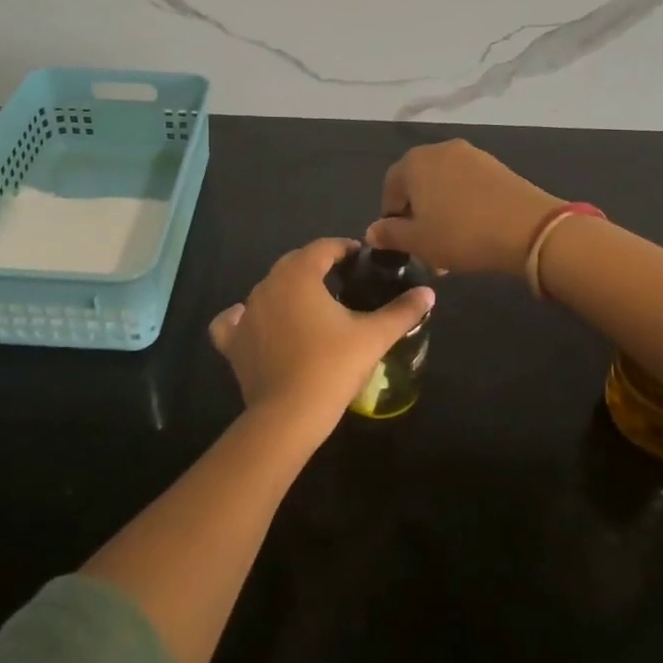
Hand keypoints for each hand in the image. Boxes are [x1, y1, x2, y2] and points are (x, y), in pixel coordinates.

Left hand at [209, 238, 435, 441]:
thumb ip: (402, 311)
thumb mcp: (374, 336)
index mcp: (299, 274)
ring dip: (289, 290)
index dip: (345, 249)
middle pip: (295, 263)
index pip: (324, 247)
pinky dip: (245, 317)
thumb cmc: (333, 367)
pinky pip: (235, 320)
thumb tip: (429, 292)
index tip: (362, 260)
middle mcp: (267, 284)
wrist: (289, 415)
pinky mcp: (232, 341)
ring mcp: (246, 312)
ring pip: (268, 288)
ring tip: (312, 306)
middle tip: (343, 282)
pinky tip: (258, 324)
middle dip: (318, 267)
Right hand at [365, 140, 562, 278]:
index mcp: (414, 163)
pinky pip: (468, 186)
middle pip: (418, 184)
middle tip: (425, 248)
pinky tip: (473, 232)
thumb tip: (371, 231)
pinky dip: (463, 206)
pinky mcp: (496, 166)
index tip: (401, 242)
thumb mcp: (418, 241)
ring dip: (441, 213)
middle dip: (418, 216)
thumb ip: (390, 234)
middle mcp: (440, 150)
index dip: (391, 217)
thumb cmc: (461, 234)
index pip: (390, 188)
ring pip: (444, 187)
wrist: (528, 229)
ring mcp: (472, 155)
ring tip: (450, 246)